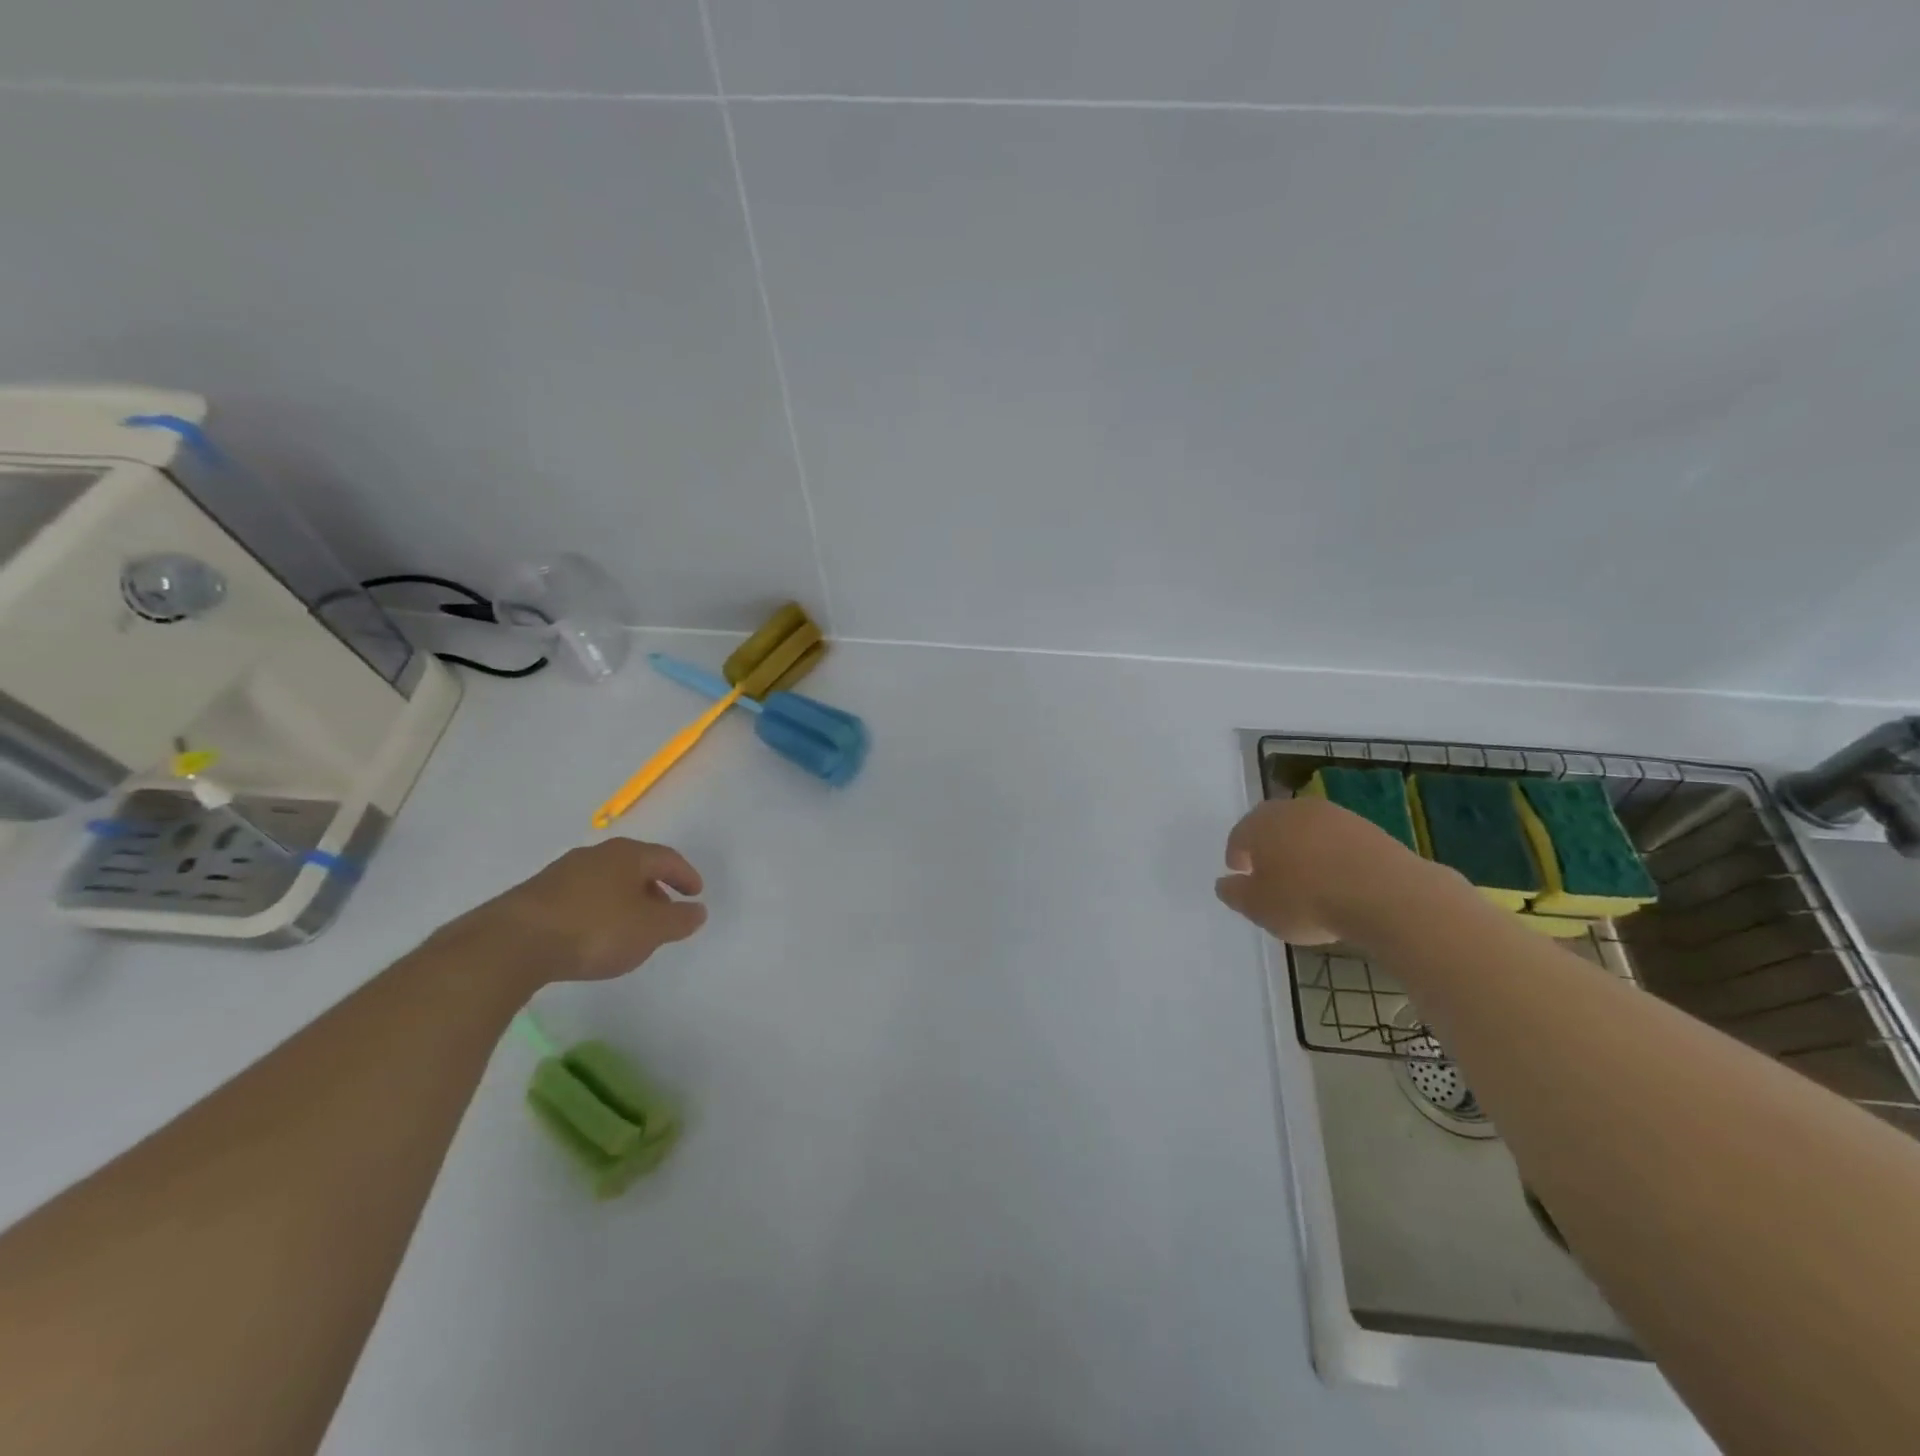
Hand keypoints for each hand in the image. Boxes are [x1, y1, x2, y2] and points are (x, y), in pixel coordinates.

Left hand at [440, 838, 707, 986]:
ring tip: (630, 927)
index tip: (696, 893)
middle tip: (665, 912)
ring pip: (605, 881)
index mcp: (627, 855)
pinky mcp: (535, 896)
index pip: (667, 858)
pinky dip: (597, 910)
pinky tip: (593, 934)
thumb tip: (697, 911)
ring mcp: (561, 873)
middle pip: (635, 866)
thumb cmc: (595, 930)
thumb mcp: (650, 930)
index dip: (685, 875)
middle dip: (654, 888)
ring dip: (624, 900)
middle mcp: (595, 855)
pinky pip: (580, 897)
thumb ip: (679, 920)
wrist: (511, 944)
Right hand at [1215, 795, 1429, 943]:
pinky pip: (1338, 842)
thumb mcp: (1258, 907)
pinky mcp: (1368, 828)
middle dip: (1268, 847)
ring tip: (1307, 880)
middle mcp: (1294, 810)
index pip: (1239, 835)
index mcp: (1261, 824)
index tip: (1240, 875)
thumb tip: (1225, 883)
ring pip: (1307, 832)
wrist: (1385, 895)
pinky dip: (1332, 857)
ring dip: (1302, 850)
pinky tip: (1338, 881)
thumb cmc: (1307, 900)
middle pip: (1273, 826)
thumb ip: (1235, 893)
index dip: (1236, 855)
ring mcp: (1335, 816)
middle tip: (1270, 874)